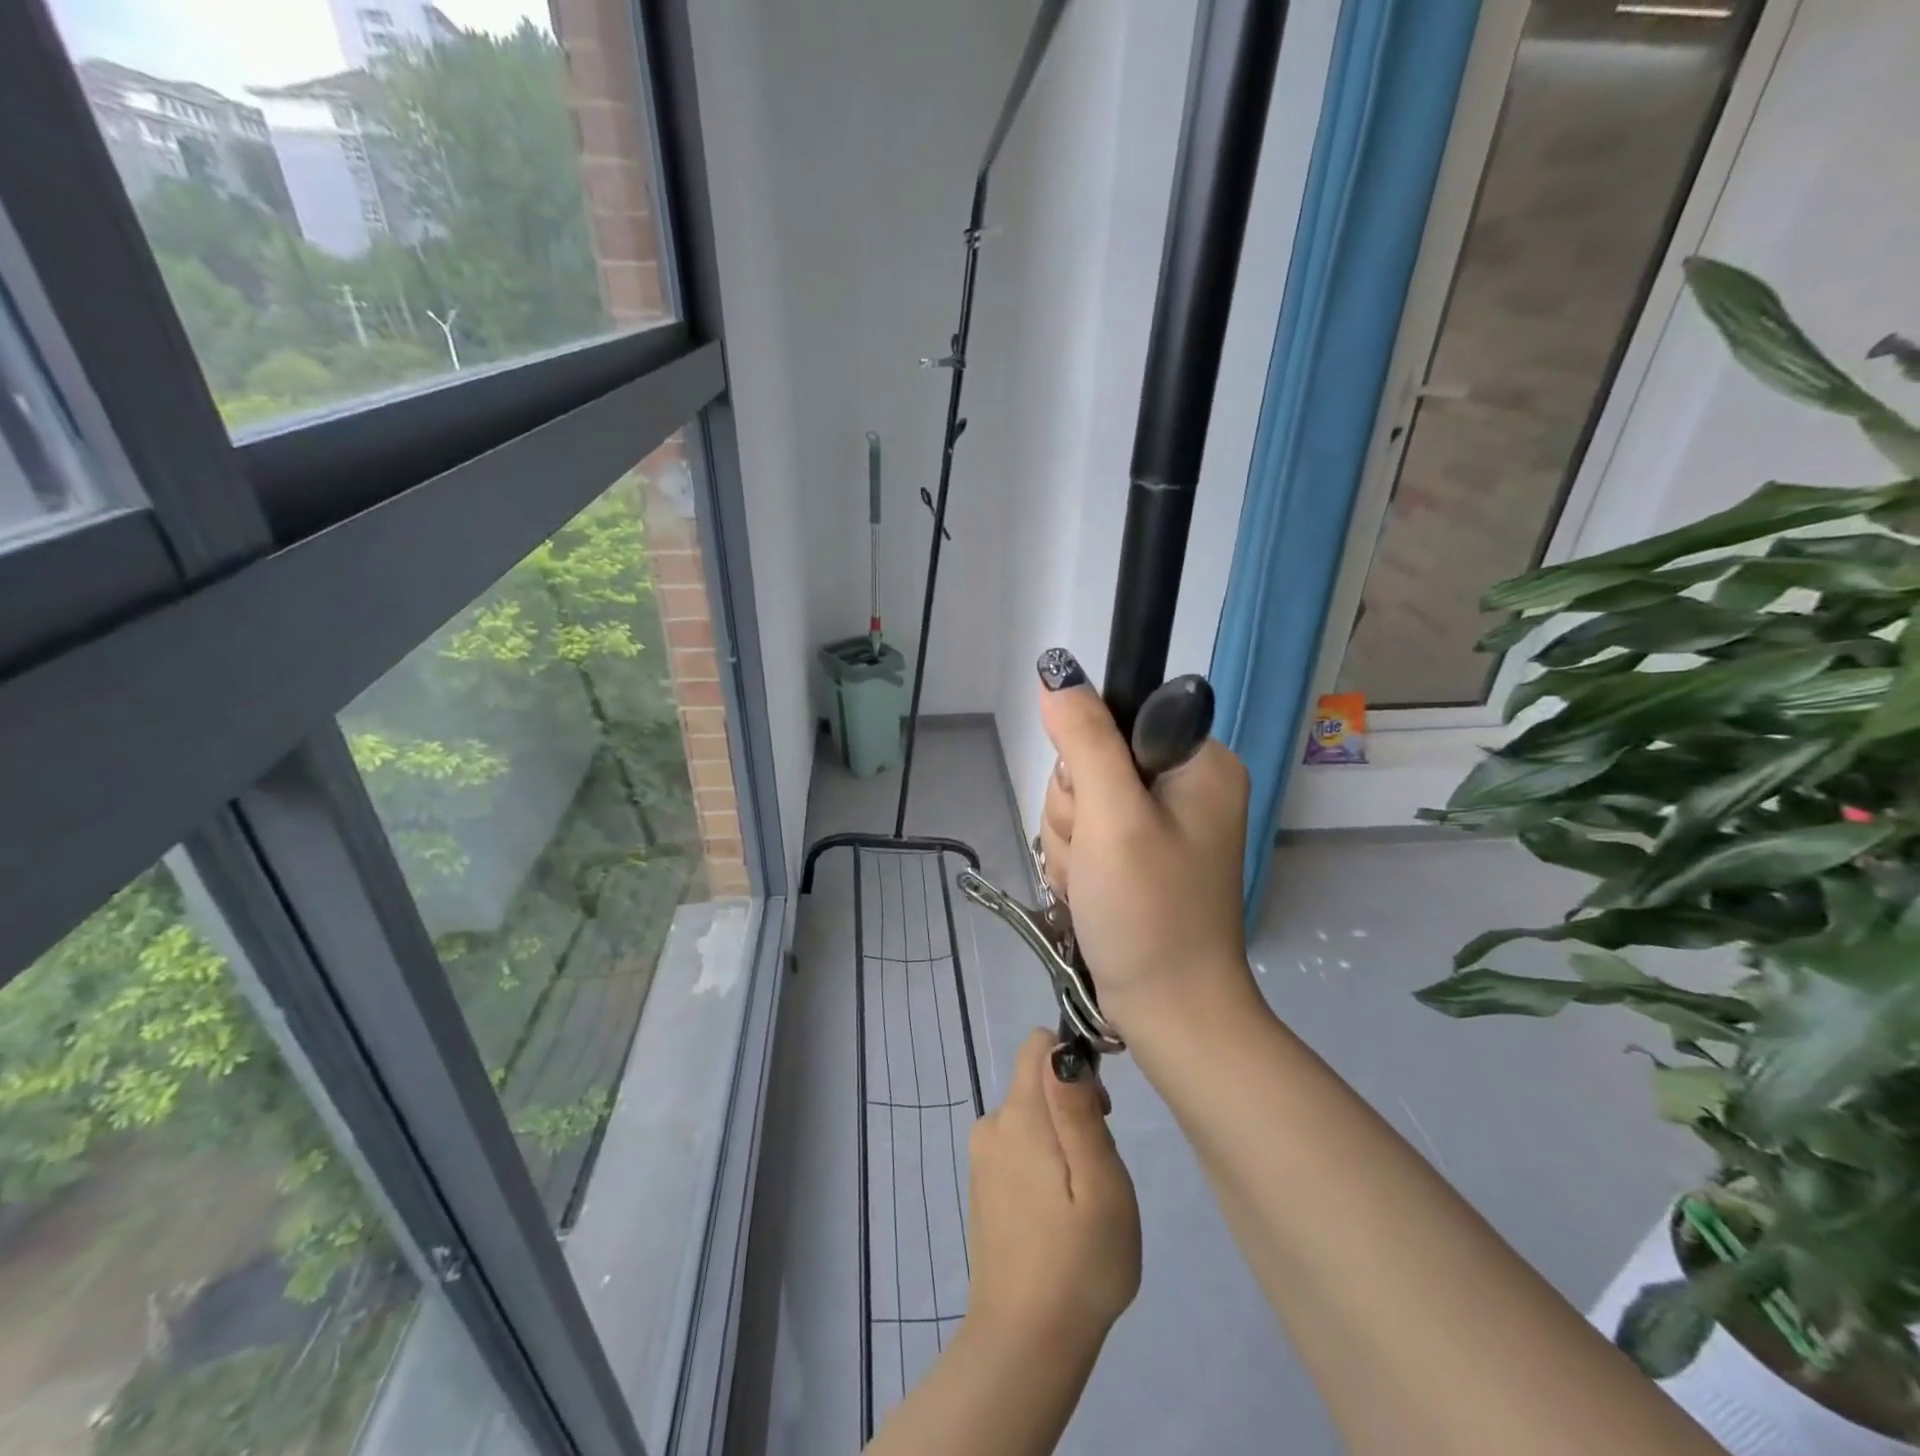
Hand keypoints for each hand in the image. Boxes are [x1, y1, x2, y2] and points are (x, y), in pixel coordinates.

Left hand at [965, 1029, 1140, 1354]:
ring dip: (1060, 1140)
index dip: (1074, 1064)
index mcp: (1019, 1114)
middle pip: (1038, 1083)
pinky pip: (1018, 1148)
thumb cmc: (1079, 1262)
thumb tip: (1060, 1050)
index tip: (1099, 1112)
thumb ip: (1078, 1110)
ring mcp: (982, 1157)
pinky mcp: (982, 1185)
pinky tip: (1057, 1217)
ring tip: (1080, 1201)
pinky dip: (1042, 1164)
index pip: (1038, 1045)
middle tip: (1097, 1169)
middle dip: (1073, 1107)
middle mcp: (992, 1124)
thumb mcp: (1101, 1183)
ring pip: (1032, 1118)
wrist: (1026, 1342)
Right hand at [1034, 653, 1255, 1042]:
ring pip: (1078, 801)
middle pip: (1090, 761)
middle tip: (1095, 856)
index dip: (1087, 758)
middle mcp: (1184, 784)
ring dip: (1069, 842)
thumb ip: (1084, 739)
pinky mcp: (1138, 854)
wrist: (1168, 1012)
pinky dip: (1075, 863)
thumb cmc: (1149, 911)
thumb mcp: (1113, 817)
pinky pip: (1083, 833)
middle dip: (1075, 811)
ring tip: (1092, 883)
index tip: (1094, 806)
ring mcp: (1160, 822)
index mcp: (1199, 762)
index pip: (1117, 717)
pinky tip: (1089, 893)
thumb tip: (1056, 670)